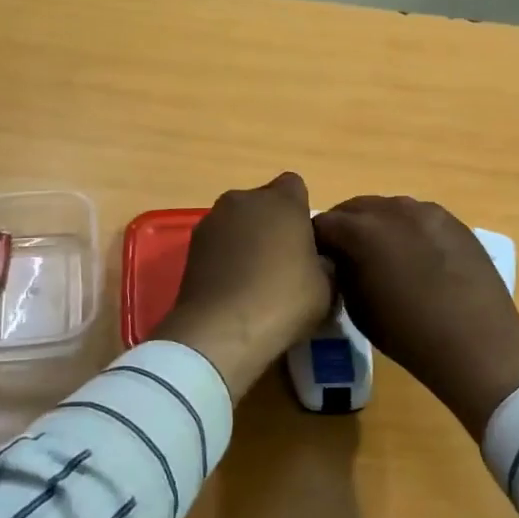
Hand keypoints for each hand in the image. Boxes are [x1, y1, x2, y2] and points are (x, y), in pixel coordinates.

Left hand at [155, 173, 333, 401]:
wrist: (222, 331)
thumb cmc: (284, 300)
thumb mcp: (327, 286)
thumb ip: (324, 260)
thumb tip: (316, 258)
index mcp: (282, 201)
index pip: (295, 186)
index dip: (300, 211)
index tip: (306, 241)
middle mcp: (244, 200)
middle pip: (262, 202)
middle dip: (272, 223)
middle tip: (282, 261)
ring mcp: (212, 221)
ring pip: (237, 221)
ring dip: (246, 239)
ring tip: (254, 277)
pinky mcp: (191, 246)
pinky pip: (218, 242)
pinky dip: (225, 256)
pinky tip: (232, 286)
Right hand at [313, 196, 518, 439]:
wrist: (476, 343)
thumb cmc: (408, 333)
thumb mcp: (357, 307)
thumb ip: (342, 273)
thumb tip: (339, 260)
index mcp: (362, 230)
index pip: (323, 223)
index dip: (315, 241)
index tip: (316, 260)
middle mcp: (392, 210)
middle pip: (355, 208)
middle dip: (344, 227)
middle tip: (344, 255)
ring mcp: (427, 212)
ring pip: (389, 209)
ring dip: (376, 225)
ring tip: (381, 255)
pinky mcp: (454, 221)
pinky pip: (419, 217)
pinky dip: (407, 230)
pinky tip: (415, 257)